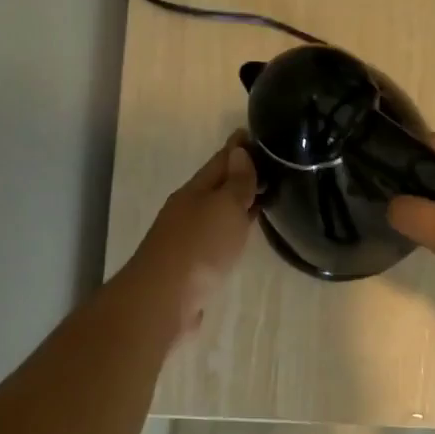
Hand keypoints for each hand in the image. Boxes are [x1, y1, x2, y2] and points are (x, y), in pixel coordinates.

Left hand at [128, 131, 258, 338]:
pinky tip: (243, 235)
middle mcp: (189, 211)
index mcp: (195, 191)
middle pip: (217, 186)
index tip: (256, 132)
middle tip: (270, 164)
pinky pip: (218, 239)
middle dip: (240, 174)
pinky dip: (233, 230)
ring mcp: (188, 239)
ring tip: (264, 196)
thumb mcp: (224, 207)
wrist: (164, 300)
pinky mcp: (193, 266)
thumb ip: (236, 182)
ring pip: (218, 213)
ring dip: (238, 203)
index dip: (238, 147)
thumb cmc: (199, 247)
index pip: (221, 160)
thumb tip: (238, 151)